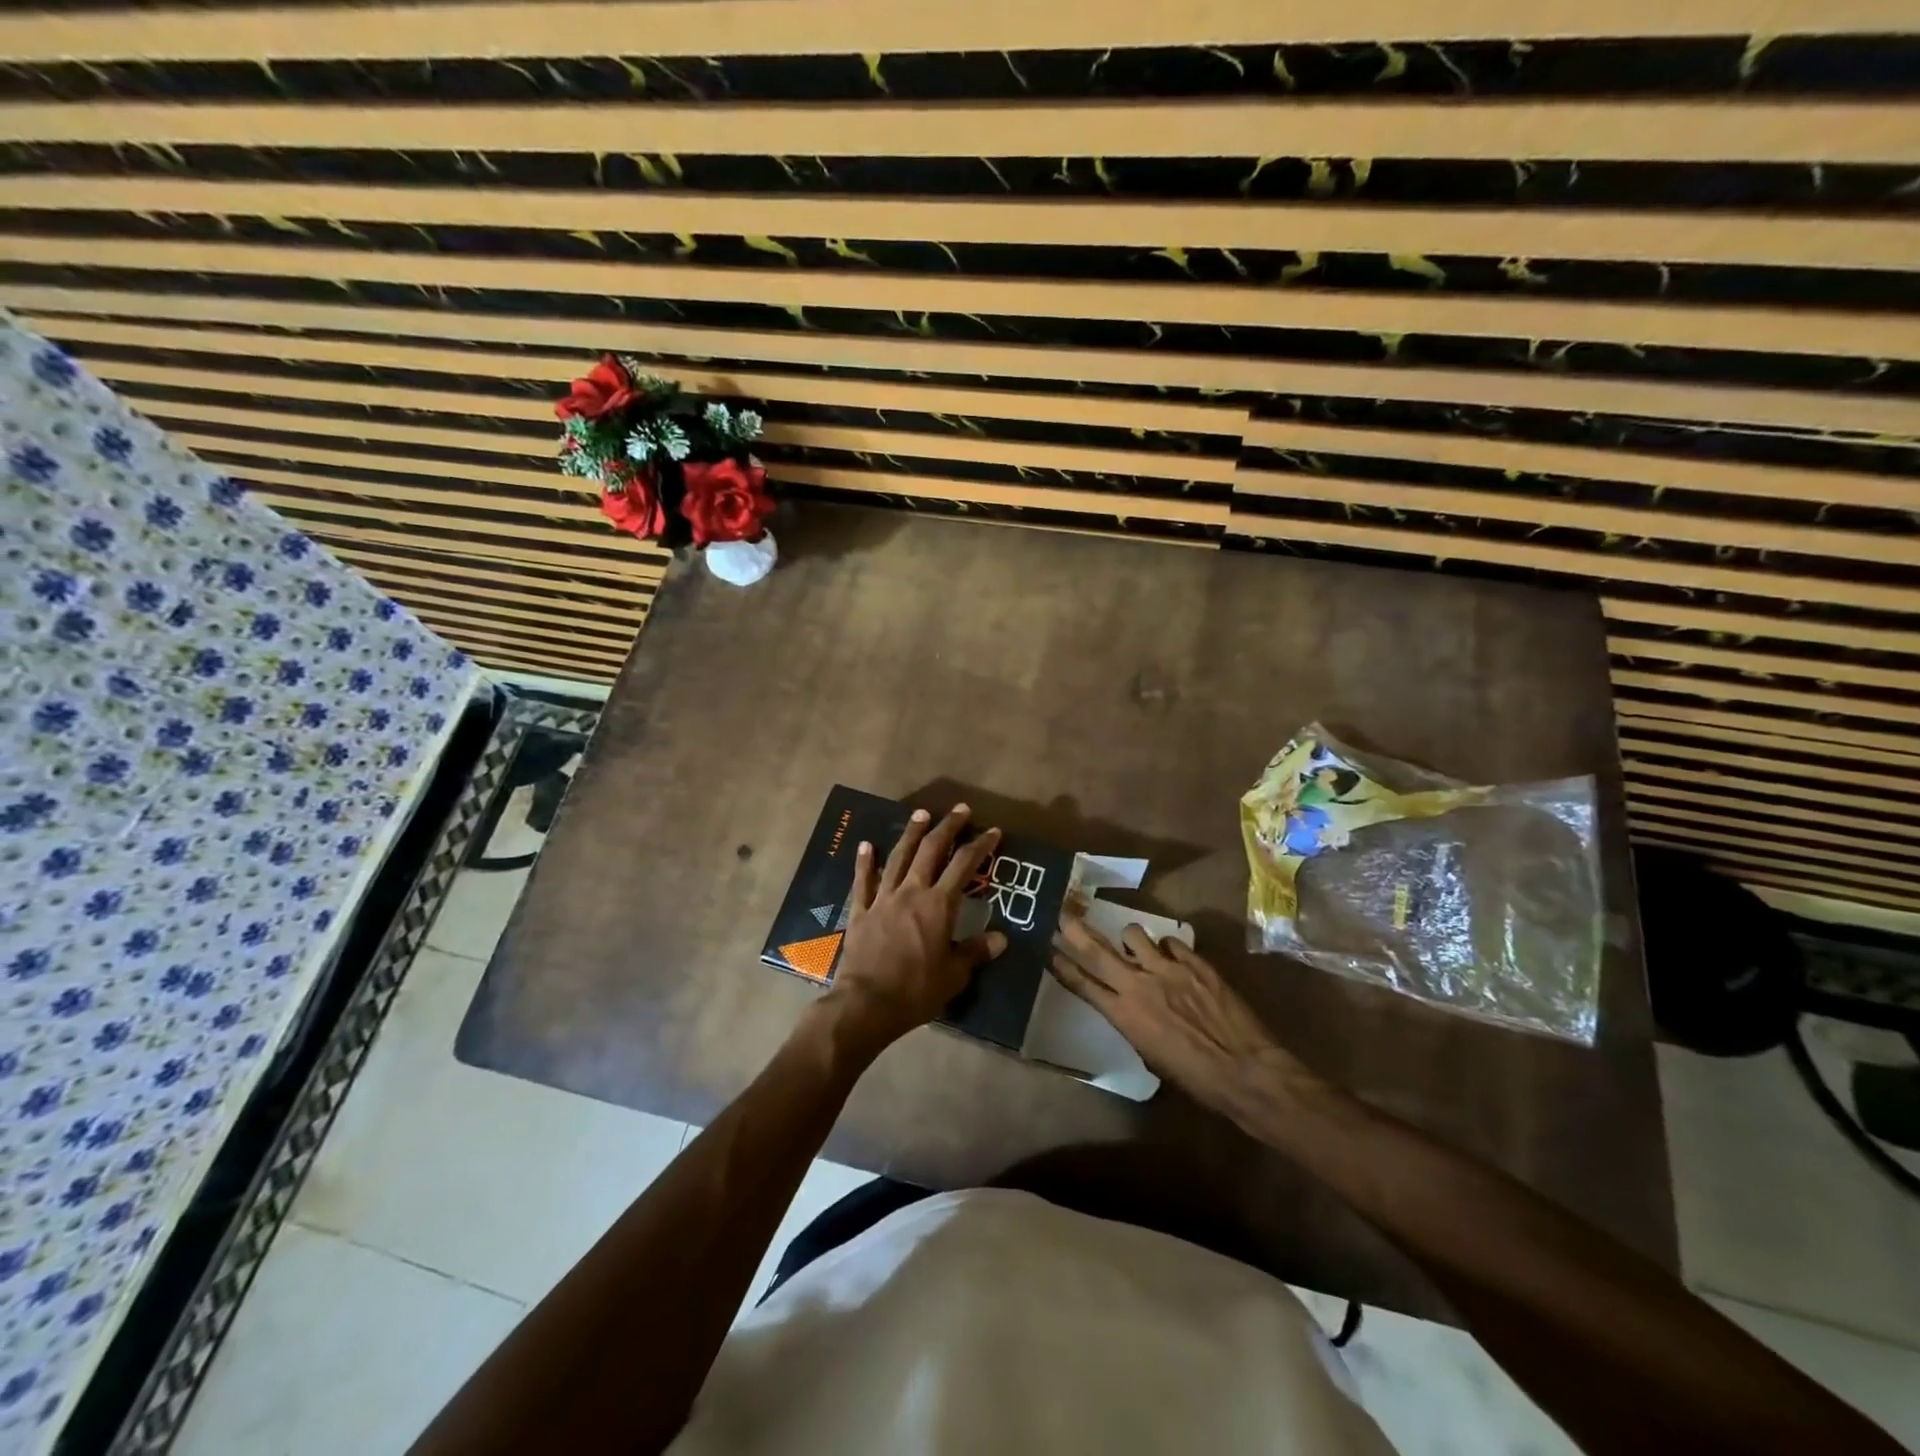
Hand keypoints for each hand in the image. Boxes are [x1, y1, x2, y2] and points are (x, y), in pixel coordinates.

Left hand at [820, 805, 1005, 1054]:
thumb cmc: (916, 990)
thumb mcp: (955, 975)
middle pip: (931, 850)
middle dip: (947, 827)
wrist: (867, 1003)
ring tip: (921, 814)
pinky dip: (865, 862)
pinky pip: (863, 881)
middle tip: (959, 810)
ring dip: (911, 833)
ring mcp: (883, 898)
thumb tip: (1001, 938)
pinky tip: (867, 845)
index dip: (980, 845)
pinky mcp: (861, 911)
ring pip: (898, 857)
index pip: (964, 865)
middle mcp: (912, 892)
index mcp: (939, 905)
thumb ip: (976, 952)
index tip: (992, 831)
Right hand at [1050, 903, 1298, 1120]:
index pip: (1083, 984)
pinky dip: (1167, 947)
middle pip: (1098, 951)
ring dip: (1129, 938)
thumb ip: (1135, 1025)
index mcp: (1124, 1015)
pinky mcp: (1195, 962)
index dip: (1063, 966)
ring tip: (1134, 944)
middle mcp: (1139, 985)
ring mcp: (1168, 969)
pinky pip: (1171, 942)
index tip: (1049, 949)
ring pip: (1134, 935)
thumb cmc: (1196, 1078)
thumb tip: (1132, 1009)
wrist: (1245, 1070)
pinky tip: (1173, 956)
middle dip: (1076, 931)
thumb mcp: (1152, 1057)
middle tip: (1063, 914)